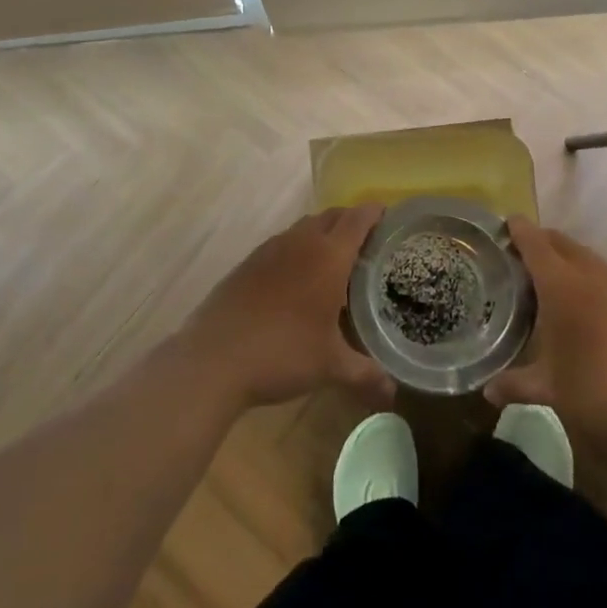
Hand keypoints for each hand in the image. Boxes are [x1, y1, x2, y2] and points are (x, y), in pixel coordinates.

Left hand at [180, 206, 392, 409]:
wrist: (214, 358)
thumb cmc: (282, 353)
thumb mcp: (330, 366)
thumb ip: (365, 375)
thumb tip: (393, 394)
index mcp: (329, 256)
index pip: (358, 219)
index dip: (375, 213)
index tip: (388, 216)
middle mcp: (301, 242)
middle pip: (332, 216)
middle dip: (351, 221)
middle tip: (367, 242)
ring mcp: (270, 249)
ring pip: (305, 227)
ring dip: (323, 232)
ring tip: (333, 259)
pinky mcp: (248, 263)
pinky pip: (283, 243)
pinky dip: (297, 248)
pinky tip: (296, 278)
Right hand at [485, 216, 606, 442]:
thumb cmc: (600, 386)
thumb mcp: (552, 389)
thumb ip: (517, 385)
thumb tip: (488, 391)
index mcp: (560, 285)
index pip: (534, 244)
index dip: (519, 230)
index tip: (506, 222)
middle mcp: (589, 274)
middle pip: (561, 243)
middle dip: (541, 240)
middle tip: (522, 252)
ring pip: (586, 257)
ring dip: (566, 258)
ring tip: (552, 277)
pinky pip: (606, 276)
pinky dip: (589, 278)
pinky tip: (588, 304)